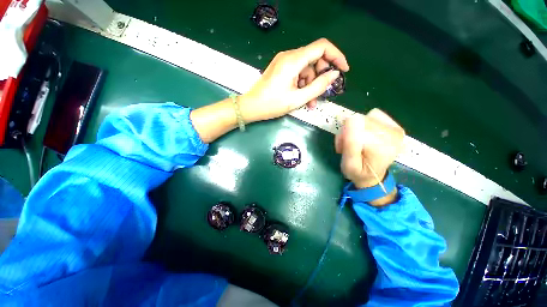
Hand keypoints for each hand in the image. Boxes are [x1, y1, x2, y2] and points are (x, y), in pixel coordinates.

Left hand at [239, 38, 348, 122]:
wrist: (251, 107)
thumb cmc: (272, 104)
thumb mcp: (298, 99)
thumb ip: (318, 86)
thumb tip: (334, 74)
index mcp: (293, 60)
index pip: (322, 47)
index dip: (336, 56)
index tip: (343, 70)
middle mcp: (289, 56)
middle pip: (314, 59)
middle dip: (321, 76)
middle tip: (323, 93)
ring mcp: (284, 62)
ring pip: (306, 69)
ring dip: (311, 85)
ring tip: (310, 103)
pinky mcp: (281, 69)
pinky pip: (297, 73)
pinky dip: (303, 85)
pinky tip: (302, 98)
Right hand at [335, 109, 404, 190]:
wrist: (372, 176)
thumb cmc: (359, 172)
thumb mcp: (349, 164)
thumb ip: (350, 144)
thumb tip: (351, 120)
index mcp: (383, 144)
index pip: (356, 124)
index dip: (344, 134)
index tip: (342, 147)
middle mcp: (393, 133)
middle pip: (361, 120)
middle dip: (348, 132)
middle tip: (345, 146)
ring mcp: (394, 127)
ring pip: (365, 117)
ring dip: (355, 128)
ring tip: (354, 142)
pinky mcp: (392, 124)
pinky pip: (373, 115)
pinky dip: (364, 123)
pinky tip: (364, 135)